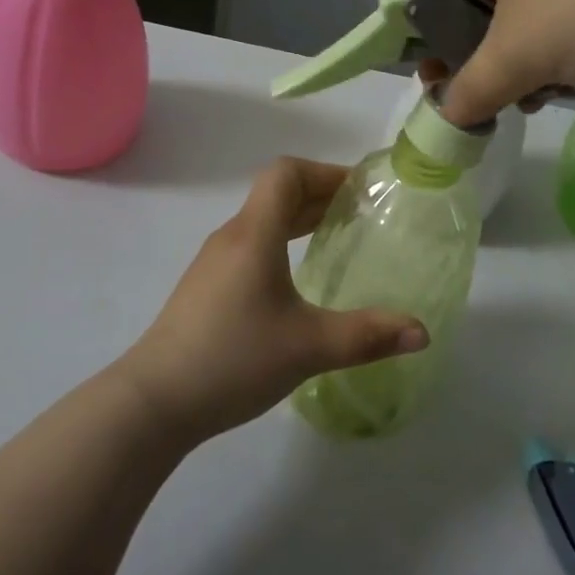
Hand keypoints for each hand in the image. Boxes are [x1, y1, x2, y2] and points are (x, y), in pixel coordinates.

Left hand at [117, 158, 428, 443]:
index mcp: (254, 234)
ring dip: (299, 219)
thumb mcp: (308, 347)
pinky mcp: (206, 287)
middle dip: (320, 195)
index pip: (286, 173)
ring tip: (336, 238)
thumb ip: (368, 336)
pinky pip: (251, 245)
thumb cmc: (233, 359)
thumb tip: (422, 332)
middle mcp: (232, 237)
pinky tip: (297, 279)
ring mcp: (214, 263)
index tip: (360, 191)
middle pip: (277, 193)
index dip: (325, 172)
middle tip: (362, 214)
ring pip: (262, 221)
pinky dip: (281, 243)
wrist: (153, 402)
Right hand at [435, 0, 574, 126]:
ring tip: (535, 98)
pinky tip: (572, 83)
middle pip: (479, 1)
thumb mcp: (515, 59)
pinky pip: (562, 12)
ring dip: (519, 62)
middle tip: (485, 96)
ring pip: (523, 13)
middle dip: (479, 56)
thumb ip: (469, 91)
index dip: (426, 29)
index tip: (436, 74)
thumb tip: (448, 116)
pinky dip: (556, 50)